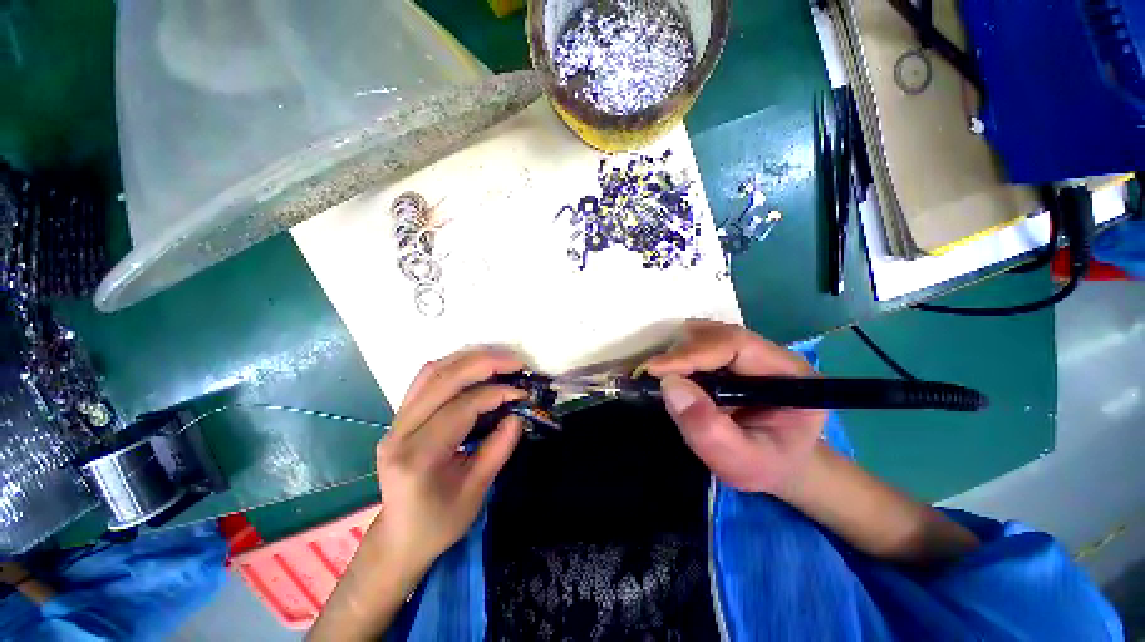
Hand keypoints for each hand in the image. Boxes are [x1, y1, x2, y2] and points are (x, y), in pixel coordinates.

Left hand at [370, 348, 526, 578]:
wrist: (399, 538)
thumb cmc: (439, 523)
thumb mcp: (477, 491)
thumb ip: (499, 448)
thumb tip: (519, 413)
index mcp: (418, 457)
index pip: (461, 408)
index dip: (496, 394)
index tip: (523, 393)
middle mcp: (400, 432)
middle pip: (443, 379)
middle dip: (485, 363)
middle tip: (517, 362)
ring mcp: (395, 422)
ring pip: (432, 372)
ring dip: (470, 359)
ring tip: (501, 360)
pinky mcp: (400, 417)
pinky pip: (426, 379)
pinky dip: (454, 366)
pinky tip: (475, 368)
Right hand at [640, 320, 825, 495]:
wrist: (777, 465)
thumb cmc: (765, 466)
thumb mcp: (741, 462)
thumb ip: (709, 430)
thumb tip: (670, 384)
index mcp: (789, 374)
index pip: (736, 345)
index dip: (692, 353)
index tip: (654, 369)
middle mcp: (769, 353)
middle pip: (717, 334)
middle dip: (681, 353)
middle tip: (652, 377)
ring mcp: (748, 351)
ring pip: (704, 335)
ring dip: (678, 354)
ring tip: (663, 380)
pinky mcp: (729, 356)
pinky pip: (697, 342)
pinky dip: (679, 356)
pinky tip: (674, 376)